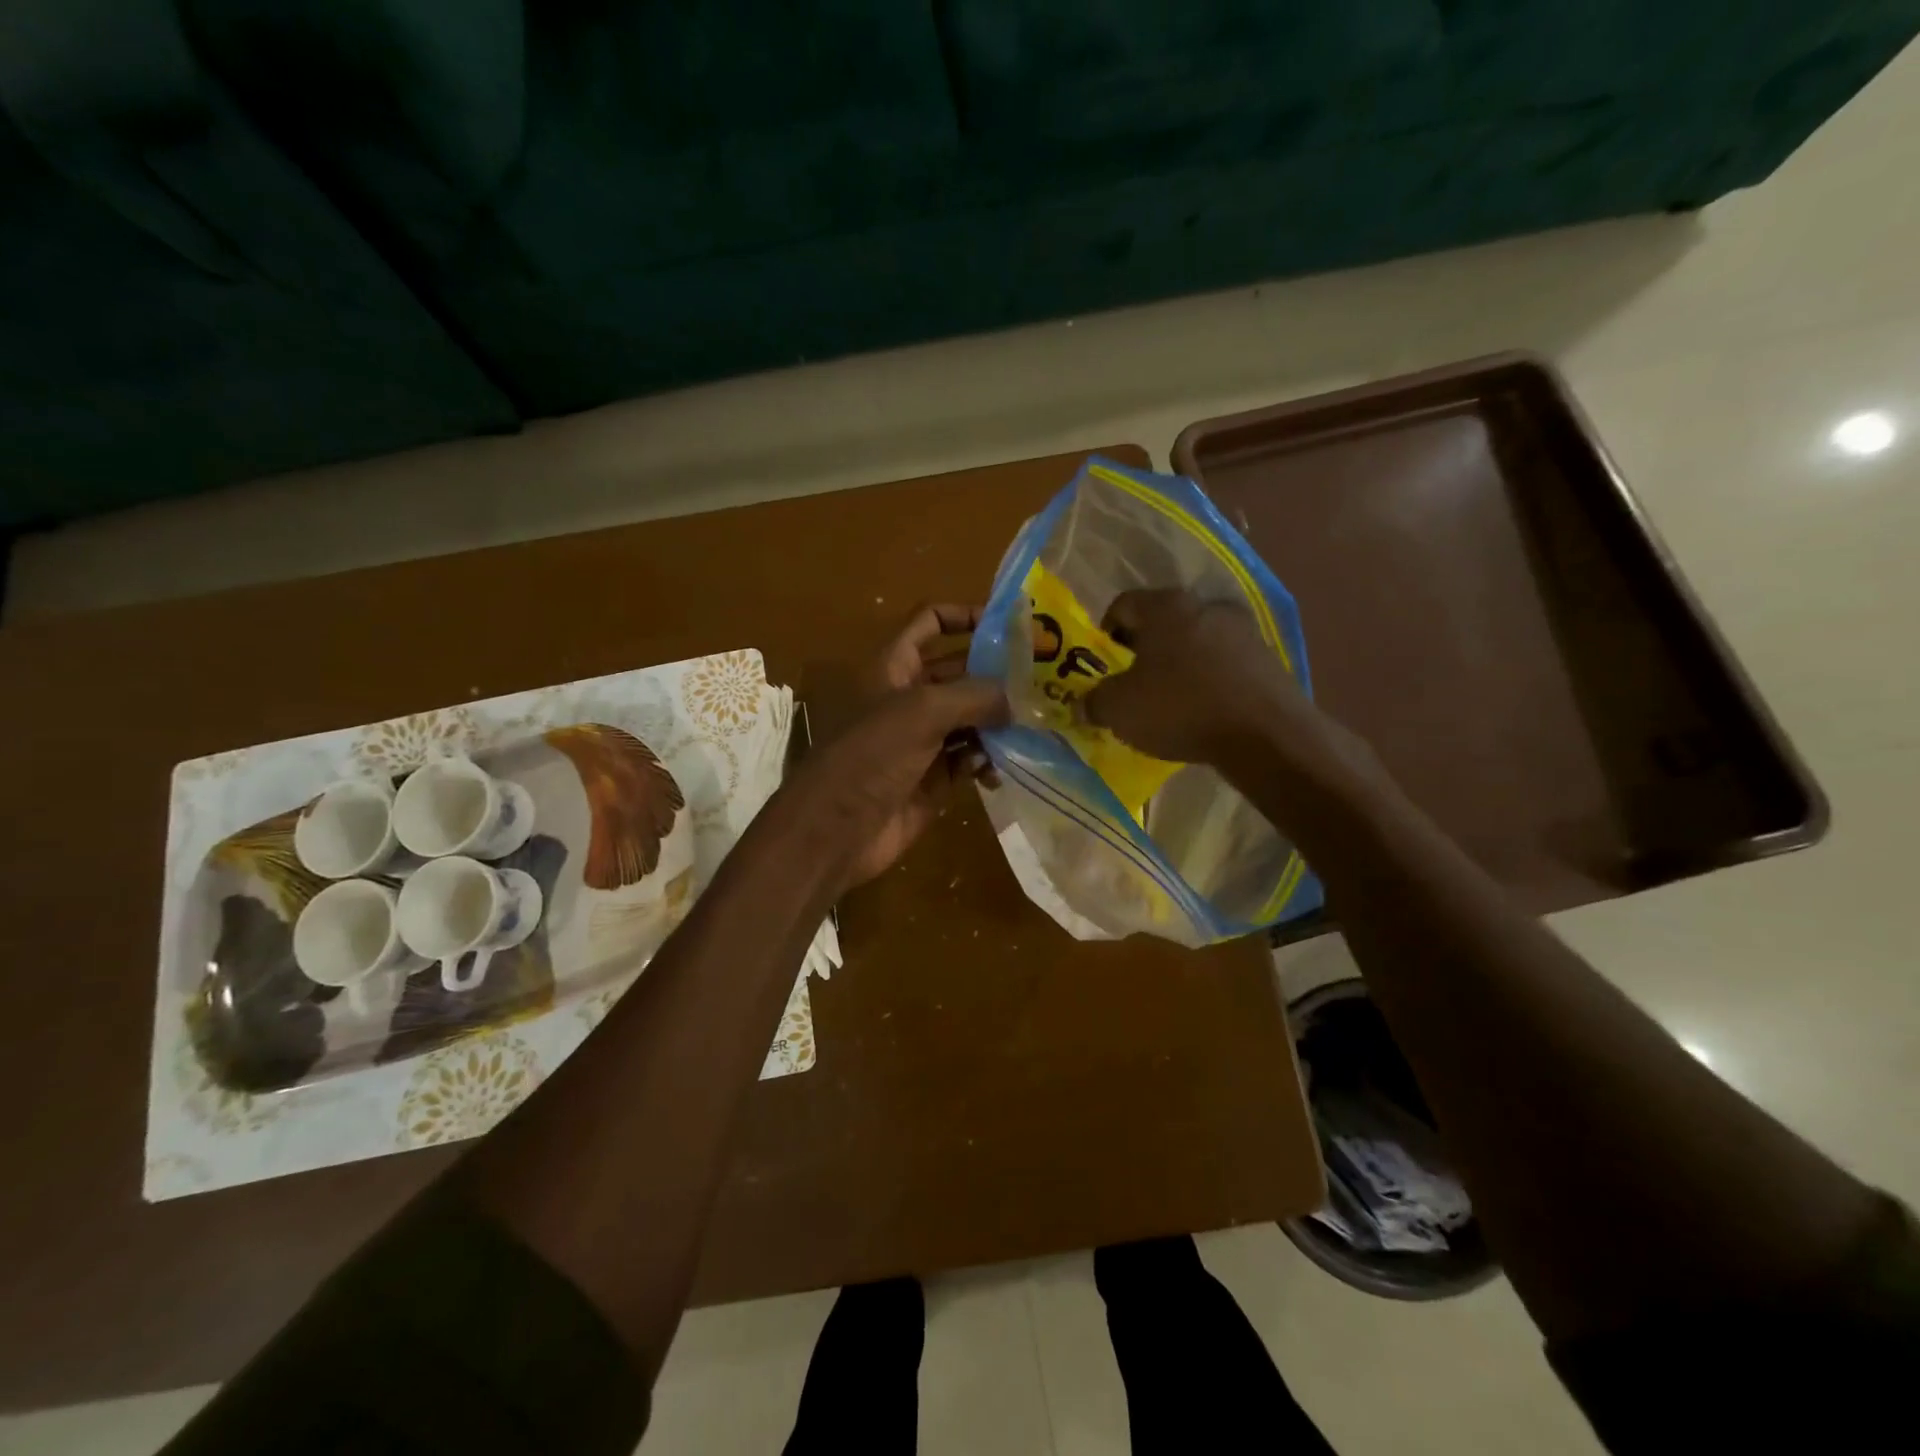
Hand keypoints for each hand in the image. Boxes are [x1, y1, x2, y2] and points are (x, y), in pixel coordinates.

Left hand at [792, 605, 1008, 893]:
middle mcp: (909, 698)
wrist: (836, 830)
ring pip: (971, 719)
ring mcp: (922, 740)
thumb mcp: (922, 711)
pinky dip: (987, 761)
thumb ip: (975, 695)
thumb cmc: (872, 756)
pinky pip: (970, 760)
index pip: (931, 622)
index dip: (966, 615)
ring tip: (1035, 726)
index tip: (1011, 625)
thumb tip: (1014, 701)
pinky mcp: (933, 778)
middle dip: (998, 674)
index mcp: (894, 666)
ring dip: (999, 721)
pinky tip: (1001, 772)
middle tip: (1046, 678)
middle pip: (960, 672)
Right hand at [1082, 588, 1307, 763]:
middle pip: (1163, 621)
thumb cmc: (1180, 708)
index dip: (1106, 632)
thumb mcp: (1119, 710)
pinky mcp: (1268, 658)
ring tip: (1170, 699)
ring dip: (1180, 663)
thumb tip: (1083, 704)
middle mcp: (1206, 605)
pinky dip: (1210, 679)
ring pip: (1196, 640)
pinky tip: (1204, 709)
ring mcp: (1243, 630)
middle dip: (1145, 648)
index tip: (1104, 663)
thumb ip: (1094, 701)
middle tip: (1133, 681)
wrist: (1265, 734)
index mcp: (1165, 606)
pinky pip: (1225, 663)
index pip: (1123, 604)